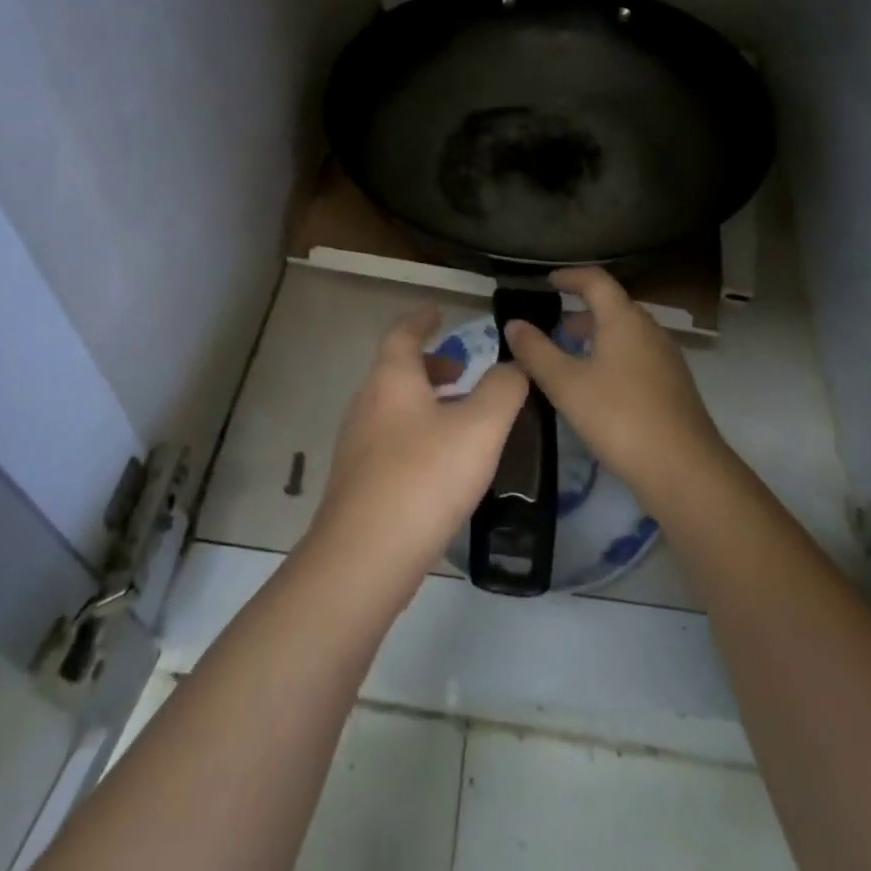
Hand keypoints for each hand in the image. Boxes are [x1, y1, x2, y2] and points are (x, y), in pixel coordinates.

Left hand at [308, 306, 527, 592]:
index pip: (403, 333)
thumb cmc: (424, 479)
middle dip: (430, 365)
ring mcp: (357, 445)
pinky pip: (390, 439)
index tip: (439, 312)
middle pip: (397, 370)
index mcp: (391, 380)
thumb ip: (503, 390)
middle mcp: (367, 403)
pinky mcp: (357, 482)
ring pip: (393, 406)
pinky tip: (441, 464)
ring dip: (425, 401)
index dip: (422, 320)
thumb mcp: (479, 428)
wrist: (363, 559)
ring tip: (461, 418)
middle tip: (462, 371)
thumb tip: (513, 366)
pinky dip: (416, 433)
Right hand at [503, 267, 727, 511]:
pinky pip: (636, 356)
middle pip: (612, 307)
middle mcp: (649, 330)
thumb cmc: (620, 418)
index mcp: (624, 319)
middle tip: (550, 328)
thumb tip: (513, 323)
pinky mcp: (673, 386)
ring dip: (595, 337)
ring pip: (625, 334)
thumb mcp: (567, 385)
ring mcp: (666, 358)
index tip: (547, 282)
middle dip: (579, 312)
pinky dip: (611, 358)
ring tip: (567, 358)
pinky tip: (596, 388)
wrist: (685, 471)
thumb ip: (536, 351)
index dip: (569, 277)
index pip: (596, 280)